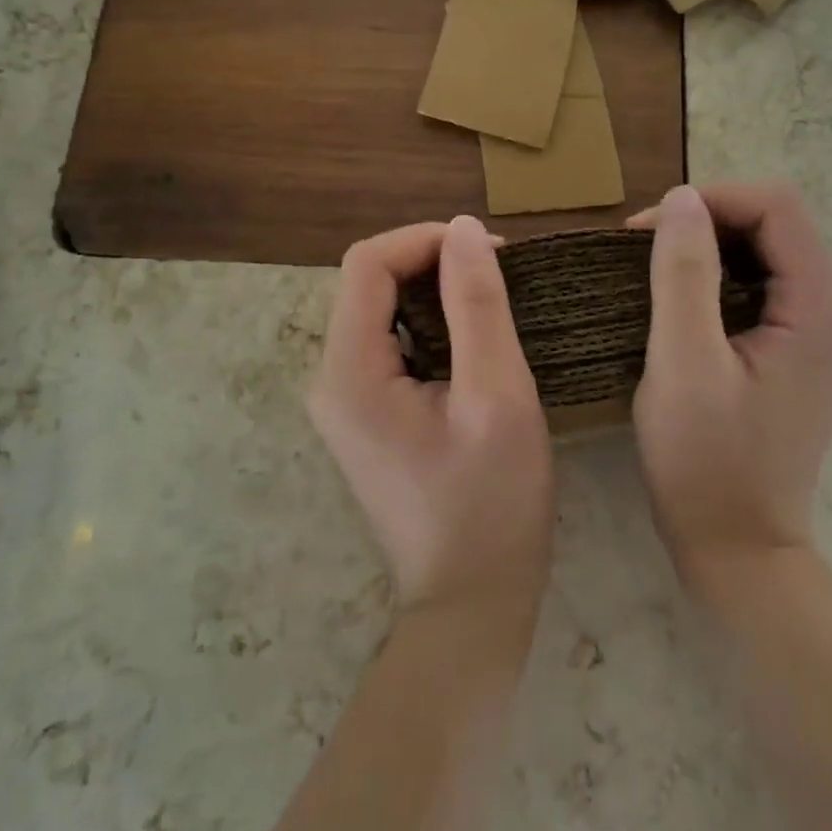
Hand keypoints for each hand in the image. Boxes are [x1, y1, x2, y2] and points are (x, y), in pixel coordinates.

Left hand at [310, 216, 553, 624]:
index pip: (367, 263)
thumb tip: (463, 228)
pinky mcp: (365, 416)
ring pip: (381, 311)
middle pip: (369, 283)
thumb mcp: (497, 395)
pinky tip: (474, 341)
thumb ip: (478, 304)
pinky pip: (391, 344)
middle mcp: (330, 379)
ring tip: (494, 304)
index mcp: (349, 372)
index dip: (426, 240)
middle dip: (433, 264)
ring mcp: (344, 401)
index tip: (490, 251)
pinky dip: (431, 325)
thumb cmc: (492, 503)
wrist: (472, 602)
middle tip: (500, 277)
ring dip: (435, 293)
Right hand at [628, 183, 831, 583]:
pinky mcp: (798, 353)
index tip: (646, 229)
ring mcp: (819, 334)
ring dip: (709, 248)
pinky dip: (718, 278)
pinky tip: (679, 302)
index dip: (711, 200)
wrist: (738, 549)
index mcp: (818, 308)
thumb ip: (683, 274)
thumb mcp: (682, 363)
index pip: (778, 206)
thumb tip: (681, 197)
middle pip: (776, 224)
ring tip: (652, 270)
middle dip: (707, 220)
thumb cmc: (705, 461)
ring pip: (767, 253)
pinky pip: (762, 287)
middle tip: (641, 249)